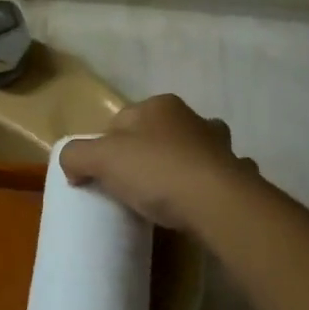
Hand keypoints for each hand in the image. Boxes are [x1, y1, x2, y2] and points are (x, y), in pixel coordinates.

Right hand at [59, 94, 259, 233]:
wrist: (217, 202)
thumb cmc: (156, 171)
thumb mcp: (101, 159)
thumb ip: (76, 155)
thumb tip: (71, 165)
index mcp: (159, 106)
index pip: (120, 121)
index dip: (106, 147)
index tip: (101, 176)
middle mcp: (192, 117)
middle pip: (156, 134)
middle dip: (145, 154)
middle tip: (130, 187)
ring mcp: (219, 145)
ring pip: (191, 151)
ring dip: (180, 165)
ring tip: (166, 195)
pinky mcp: (237, 173)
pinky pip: (216, 176)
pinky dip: (208, 185)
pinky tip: (198, 204)